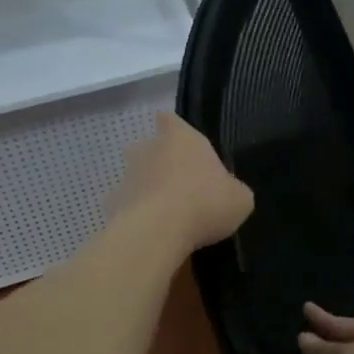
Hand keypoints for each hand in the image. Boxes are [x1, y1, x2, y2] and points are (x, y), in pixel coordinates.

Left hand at [110, 113, 253, 252]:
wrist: (158, 232)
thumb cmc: (205, 203)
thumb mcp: (239, 199)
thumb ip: (233, 190)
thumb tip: (229, 193)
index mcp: (182, 138)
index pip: (170, 120)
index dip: (174, 129)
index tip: (181, 143)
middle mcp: (149, 149)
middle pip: (150, 147)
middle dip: (160, 161)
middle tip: (179, 183)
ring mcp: (128, 176)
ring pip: (137, 176)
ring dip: (148, 189)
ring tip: (166, 213)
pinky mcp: (113, 203)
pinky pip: (128, 205)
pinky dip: (137, 215)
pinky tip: (152, 232)